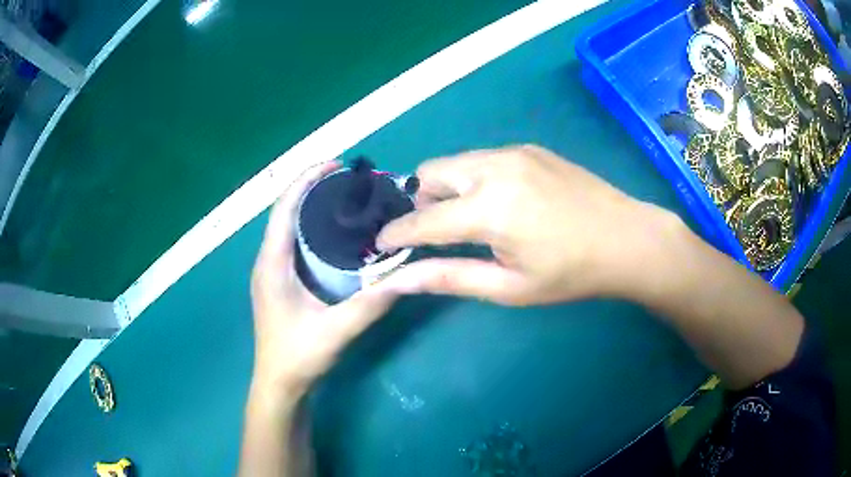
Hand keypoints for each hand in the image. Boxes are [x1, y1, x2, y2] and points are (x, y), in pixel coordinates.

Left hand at [250, 162, 402, 398]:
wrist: (279, 384)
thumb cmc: (298, 357)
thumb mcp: (337, 330)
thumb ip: (371, 303)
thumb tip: (409, 274)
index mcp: (272, 263)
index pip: (284, 208)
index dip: (306, 180)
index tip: (336, 164)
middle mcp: (268, 260)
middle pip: (285, 211)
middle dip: (313, 188)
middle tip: (350, 180)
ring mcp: (272, 271)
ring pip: (288, 226)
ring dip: (312, 206)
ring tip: (346, 197)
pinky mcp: (280, 281)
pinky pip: (293, 242)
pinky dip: (312, 227)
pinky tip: (336, 233)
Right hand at [377, 145, 677, 305]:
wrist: (627, 238)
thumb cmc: (571, 274)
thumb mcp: (509, 287)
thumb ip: (450, 277)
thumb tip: (399, 279)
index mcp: (490, 209)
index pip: (423, 220)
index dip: (396, 233)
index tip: (380, 243)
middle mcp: (495, 168)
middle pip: (430, 173)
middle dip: (422, 202)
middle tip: (439, 232)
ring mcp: (514, 152)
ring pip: (455, 162)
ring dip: (448, 188)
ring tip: (472, 218)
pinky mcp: (529, 148)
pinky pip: (483, 159)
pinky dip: (475, 179)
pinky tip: (503, 202)